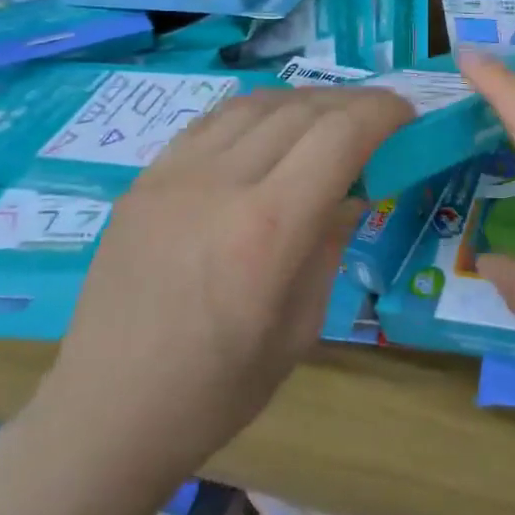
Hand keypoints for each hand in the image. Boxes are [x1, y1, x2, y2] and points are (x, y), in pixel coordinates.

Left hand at [45, 87, 413, 479]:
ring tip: (329, 118)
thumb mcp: (301, 326)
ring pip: (257, 104)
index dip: (382, 114)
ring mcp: (175, 175)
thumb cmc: (218, 388)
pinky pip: (212, 122)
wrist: (108, 412)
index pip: (340, 136)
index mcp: (268, 229)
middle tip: (379, 117)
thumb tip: (352, 190)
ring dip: (305, 101)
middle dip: (353, 103)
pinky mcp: (145, 179)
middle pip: (303, 110)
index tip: (407, 116)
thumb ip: (330, 244)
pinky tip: (269, 130)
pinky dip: (256, 113)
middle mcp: (221, 184)